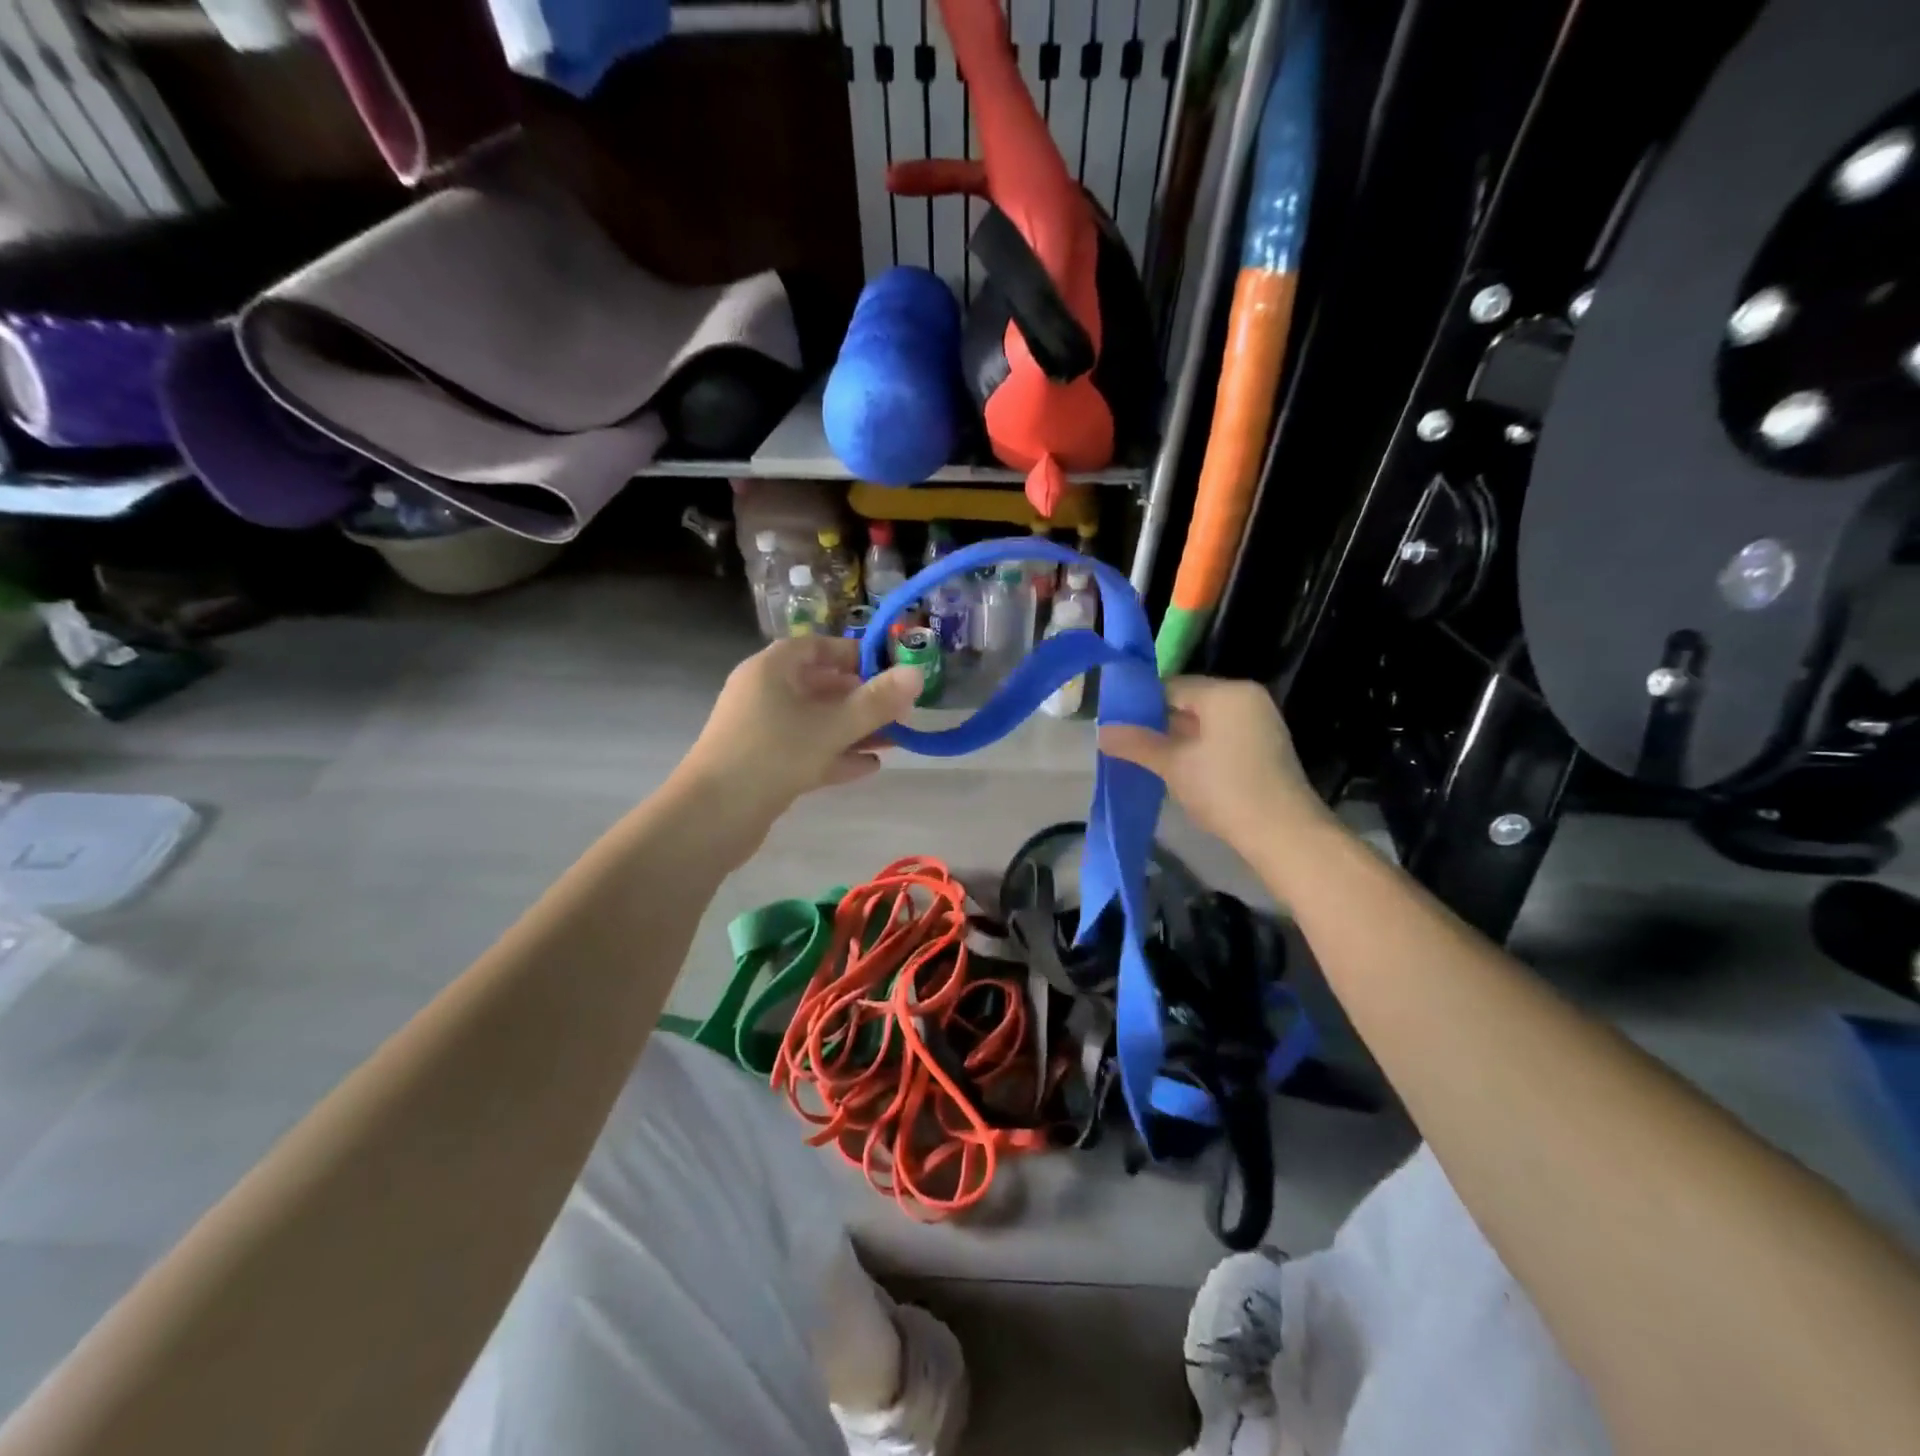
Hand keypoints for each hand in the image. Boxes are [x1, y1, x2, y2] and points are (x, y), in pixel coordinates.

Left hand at [674, 636, 922, 843]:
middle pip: (821, 687)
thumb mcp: (832, 726)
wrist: (713, 816)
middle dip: (863, 699)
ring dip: (854, 730)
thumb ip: (876, 701)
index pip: (819, 647)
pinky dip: (835, 755)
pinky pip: (806, 750)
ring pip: (816, 722)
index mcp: (773, 669)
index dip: (856, 655)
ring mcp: (762, 730)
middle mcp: (764, 693)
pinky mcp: (763, 764)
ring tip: (895, 741)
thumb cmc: (773, 754)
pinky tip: (869, 767)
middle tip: (901, 711)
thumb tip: (917, 673)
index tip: (892, 670)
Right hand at [1100, 676, 1331, 851]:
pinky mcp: (1265, 746)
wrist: (1284, 834)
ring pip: (1205, 722)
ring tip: (1148, 759)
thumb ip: (1136, 743)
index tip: (1116, 726)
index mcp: (1226, 693)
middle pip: (1189, 701)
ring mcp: (1260, 722)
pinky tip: (1180, 770)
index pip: (1171, 686)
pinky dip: (1199, 748)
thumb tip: (1100, 731)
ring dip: (1177, 738)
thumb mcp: (1173, 766)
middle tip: (1127, 744)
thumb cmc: (1225, 789)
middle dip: (1158, 723)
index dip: (1140, 705)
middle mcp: (1246, 698)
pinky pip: (1222, 736)